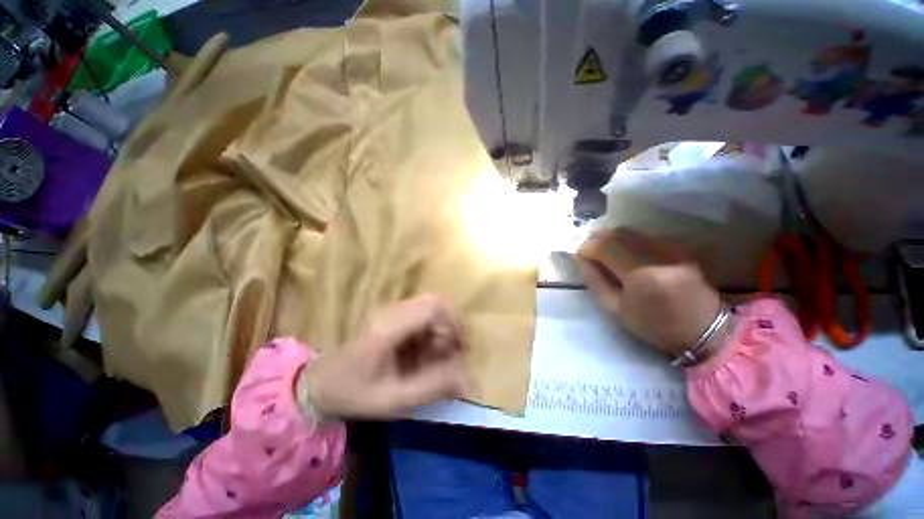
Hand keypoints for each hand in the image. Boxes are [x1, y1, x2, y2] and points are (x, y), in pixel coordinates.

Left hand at [297, 295, 474, 419]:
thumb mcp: (394, 399)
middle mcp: (392, 311)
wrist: (320, 385)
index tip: (458, 351)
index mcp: (389, 327)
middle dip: (450, 325)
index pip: (432, 307)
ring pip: (430, 307)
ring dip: (441, 328)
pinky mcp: (391, 317)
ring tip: (441, 354)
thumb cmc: (355, 393)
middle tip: (454, 351)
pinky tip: (426, 352)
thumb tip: (469, 381)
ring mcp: (391, 311)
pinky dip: (432, 331)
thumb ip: (432, 387)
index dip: (452, 325)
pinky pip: (421, 315)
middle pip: (434, 302)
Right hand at [576, 228, 724, 358]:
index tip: (579, 255)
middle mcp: (657, 255)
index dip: (586, 248)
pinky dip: (628, 241)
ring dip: (611, 238)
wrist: (704, 330)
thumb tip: (581, 257)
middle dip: (597, 238)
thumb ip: (594, 281)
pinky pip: (644, 237)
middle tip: (588, 250)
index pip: (605, 247)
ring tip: (603, 251)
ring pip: (631, 232)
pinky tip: (624, 253)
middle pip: (618, 234)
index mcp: (640, 275)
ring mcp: (671, 249)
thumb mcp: (615, 310)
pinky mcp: (678, 248)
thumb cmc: (654, 325)